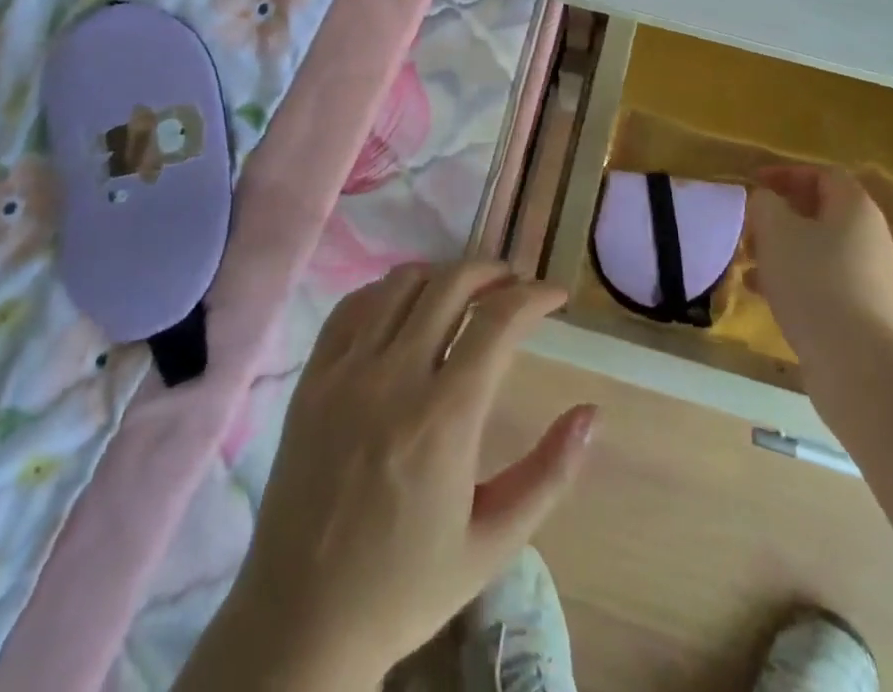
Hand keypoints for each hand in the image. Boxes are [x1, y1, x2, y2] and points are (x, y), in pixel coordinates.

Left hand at [188, 262, 598, 688]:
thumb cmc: (406, 587)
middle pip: (451, 284)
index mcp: (444, 420)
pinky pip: (352, 306)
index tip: (556, 294)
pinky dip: (386, 292)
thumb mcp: (493, 544)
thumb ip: (549, 474)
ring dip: (442, 275)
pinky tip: (405, 308)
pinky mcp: (311, 378)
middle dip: (493, 271)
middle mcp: (394, 379)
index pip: (498, 321)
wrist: (301, 622)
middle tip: (515, 285)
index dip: (535, 295)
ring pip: (401, 283)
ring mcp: (346, 372)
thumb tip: (592, 414)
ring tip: (465, 293)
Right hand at [748, 165, 892, 406]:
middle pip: (821, 213)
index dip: (786, 174)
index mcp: (855, 208)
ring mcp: (871, 276)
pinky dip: (794, 279)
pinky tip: (762, 294)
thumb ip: (764, 203)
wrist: (857, 364)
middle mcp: (871, 236)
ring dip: (782, 250)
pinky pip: (824, 281)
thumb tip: (766, 200)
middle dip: (780, 216)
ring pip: (819, 249)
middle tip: (749, 227)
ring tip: (748, 263)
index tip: (754, 184)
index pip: (823, 174)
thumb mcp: (775, 231)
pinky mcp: (865, 311)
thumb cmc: (813, 282)